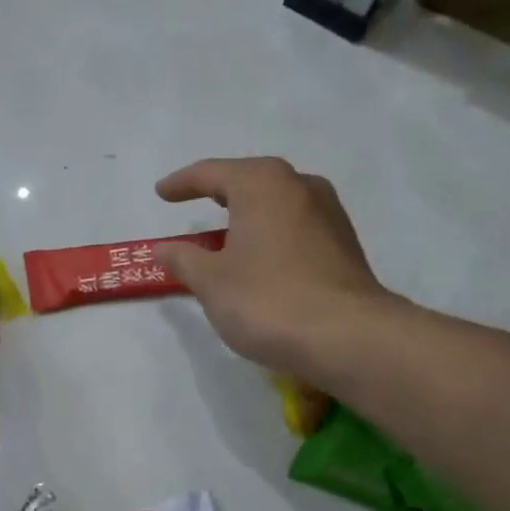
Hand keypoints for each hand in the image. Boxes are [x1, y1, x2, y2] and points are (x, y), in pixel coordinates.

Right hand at [156, 157, 397, 376]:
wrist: (348, 338)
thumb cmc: (266, 299)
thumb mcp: (210, 281)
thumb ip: (183, 259)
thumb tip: (164, 248)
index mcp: (262, 184)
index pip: (211, 173)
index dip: (182, 183)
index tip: (161, 192)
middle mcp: (300, 186)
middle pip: (249, 181)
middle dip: (219, 192)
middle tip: (193, 202)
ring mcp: (328, 214)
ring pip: (276, 204)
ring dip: (248, 215)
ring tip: (224, 235)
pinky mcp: (344, 244)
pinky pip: (294, 227)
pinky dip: (270, 235)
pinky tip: (259, 258)